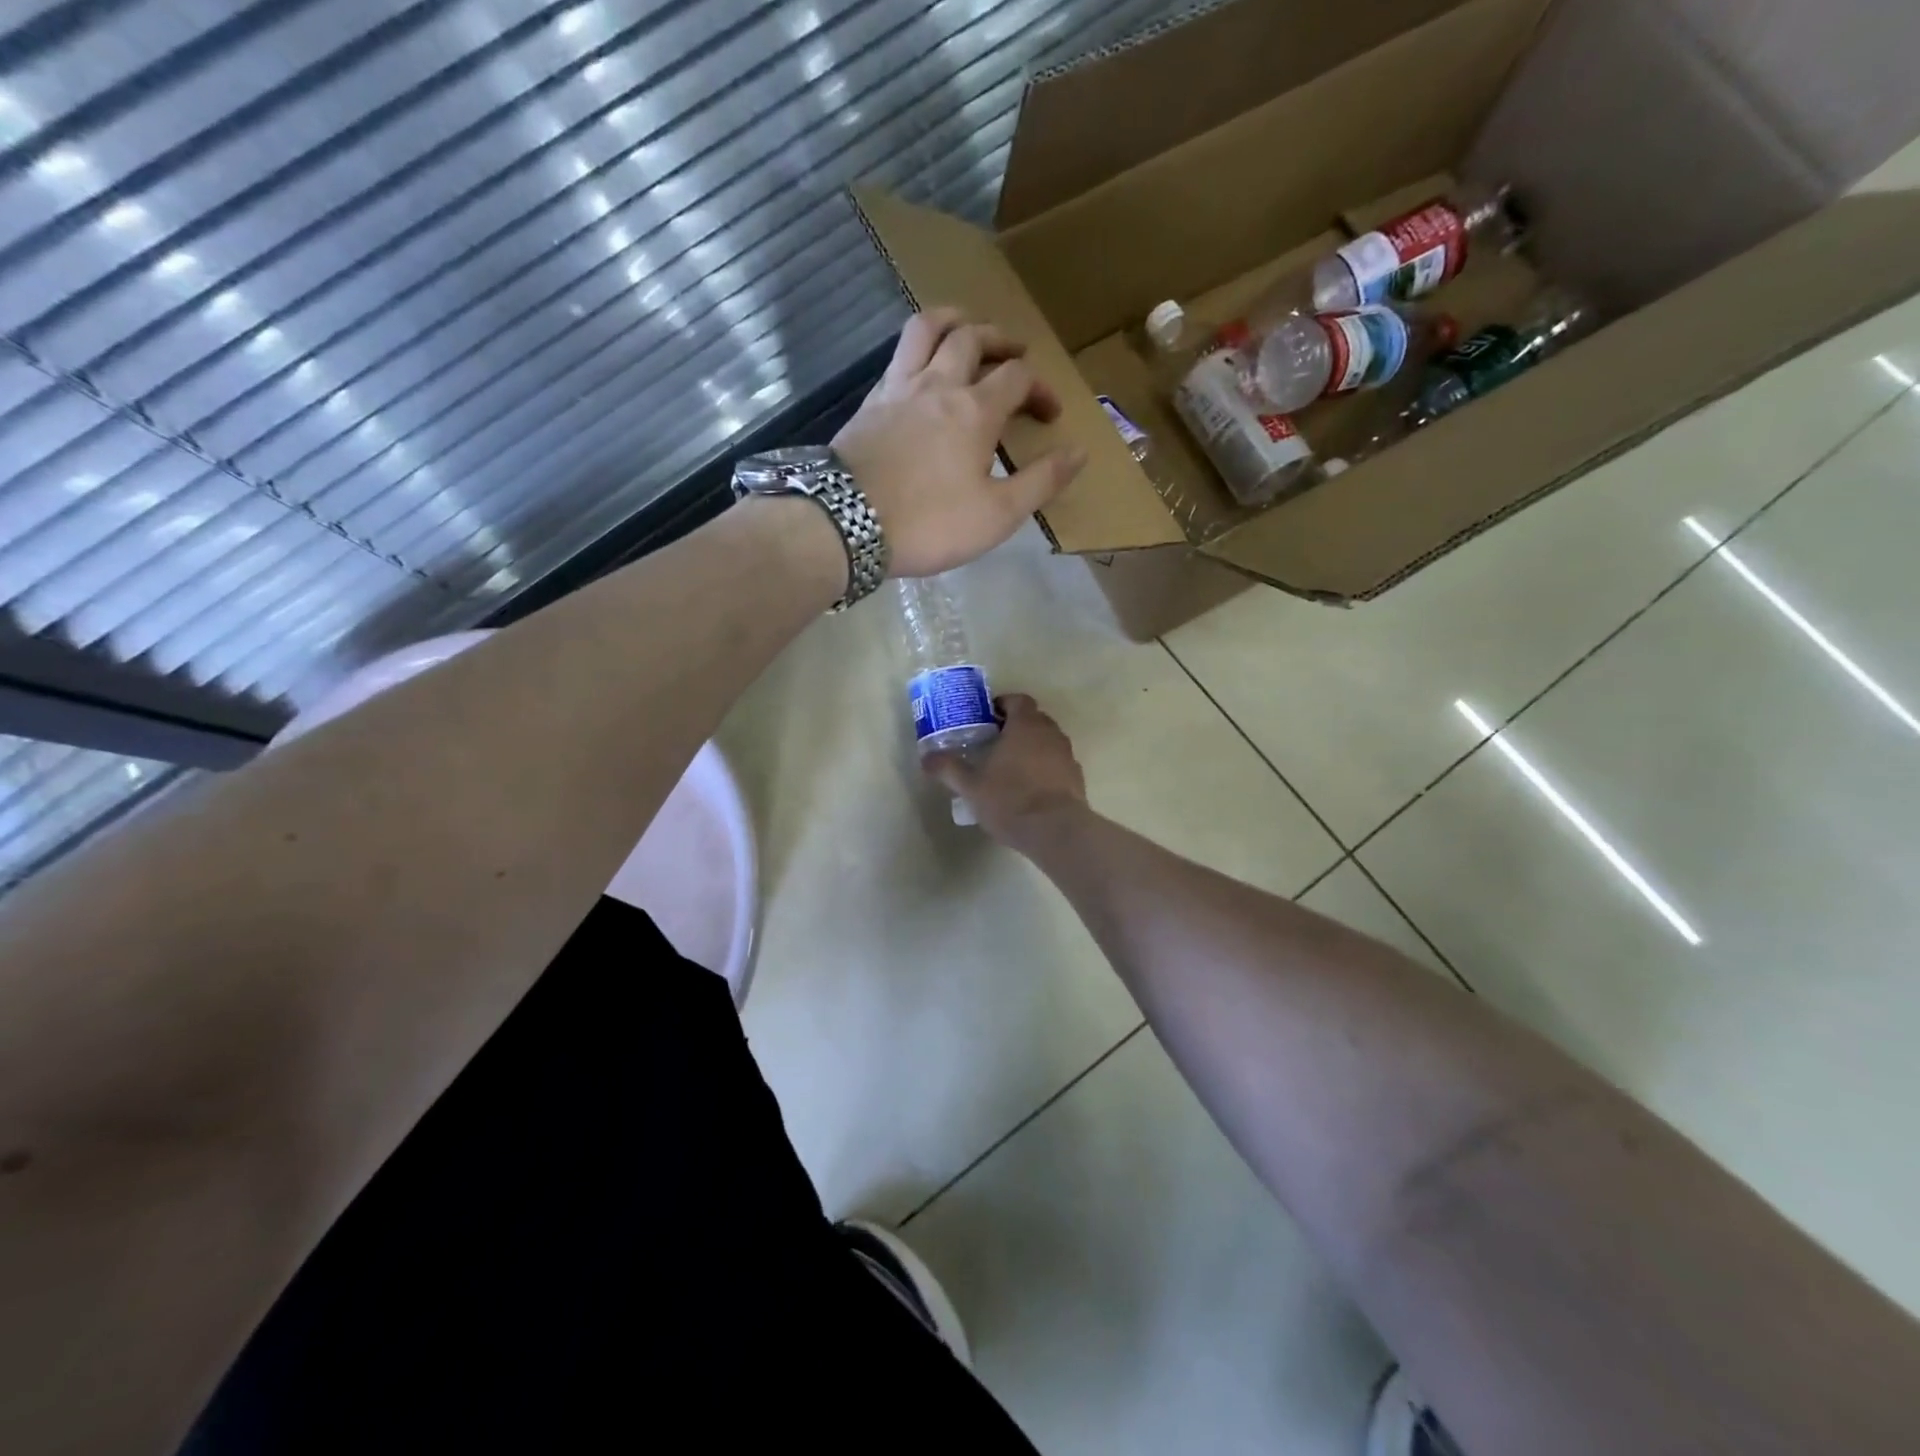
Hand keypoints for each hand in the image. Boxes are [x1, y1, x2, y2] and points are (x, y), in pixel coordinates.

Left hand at [833, 309, 1088, 578]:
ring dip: (954, 320)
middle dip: (1001, 340)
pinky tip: (920, 370)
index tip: (1049, 415)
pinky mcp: (869, 402)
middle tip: (1015, 354)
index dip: (1040, 388)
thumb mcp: (996, 515)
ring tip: (967, 328)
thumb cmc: (929, 524)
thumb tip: (1078, 452)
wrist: (846, 523)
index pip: (1017, 377)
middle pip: (973, 338)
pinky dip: (917, 349)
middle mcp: (938, 384)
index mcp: (975, 410)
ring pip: (927, 329)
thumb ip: (1040, 482)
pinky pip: (897, 356)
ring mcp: (898, 388)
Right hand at [923, 694, 1088, 849]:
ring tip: (1011, 768)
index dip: (1002, 705)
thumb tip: (926, 757)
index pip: (1018, 700)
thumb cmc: (1010, 799)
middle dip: (1015, 727)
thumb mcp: (971, 786)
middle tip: (994, 743)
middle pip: (1033, 719)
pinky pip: (1057, 763)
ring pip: (1047, 741)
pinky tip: (1030, 789)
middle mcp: (1050, 733)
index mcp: (1025, 725)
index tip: (987, 719)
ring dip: (1031, 748)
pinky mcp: (1076, 777)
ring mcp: (1067, 755)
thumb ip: (948, 768)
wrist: (1056, 830)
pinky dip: (1045, 768)